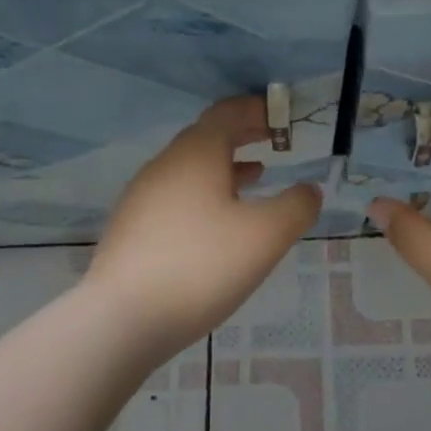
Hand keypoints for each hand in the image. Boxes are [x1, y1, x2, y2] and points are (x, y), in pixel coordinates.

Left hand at [84, 96, 321, 354]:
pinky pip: (176, 194)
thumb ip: (296, 207)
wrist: (121, 320)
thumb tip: (309, 190)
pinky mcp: (132, 227)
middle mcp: (165, 165)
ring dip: (225, 166)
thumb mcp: (264, 236)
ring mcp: (143, 196)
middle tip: (275, 142)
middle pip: (207, 137)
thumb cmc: (201, 266)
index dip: (257, 110)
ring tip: (256, 177)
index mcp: (196, 155)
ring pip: (191, 168)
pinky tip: (217, 222)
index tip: (282, 117)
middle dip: (243, 135)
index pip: (227, 113)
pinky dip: (205, 192)